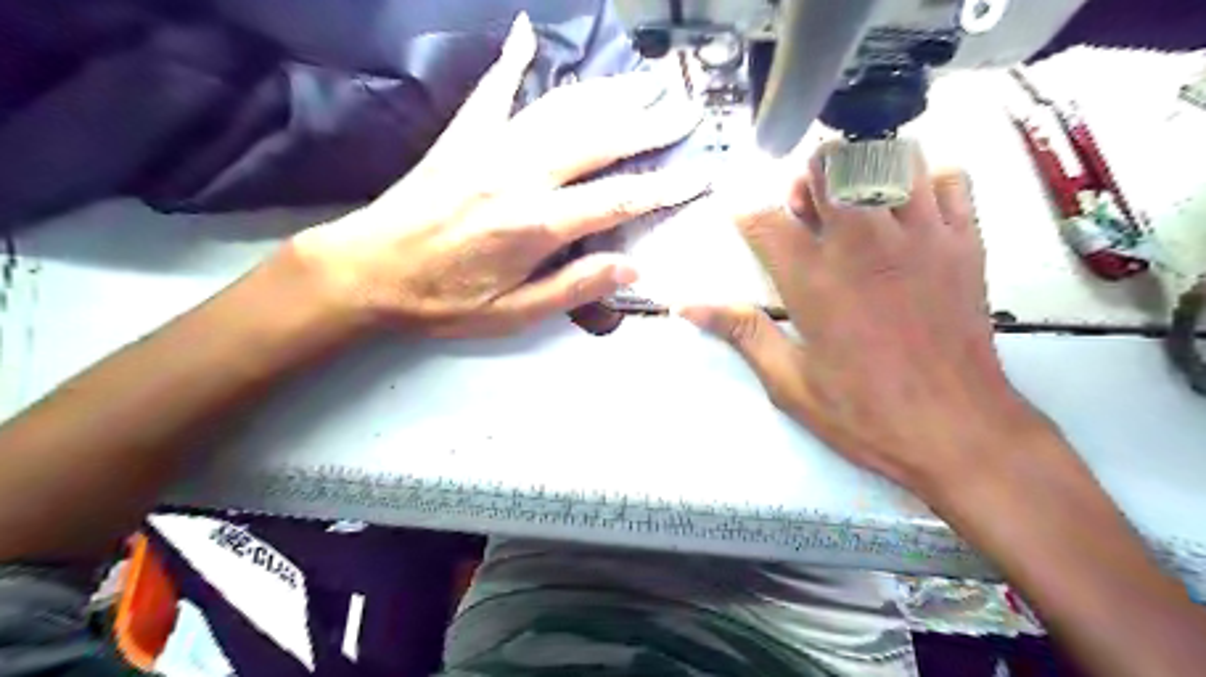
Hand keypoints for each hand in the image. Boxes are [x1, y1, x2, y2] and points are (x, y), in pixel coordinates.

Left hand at [289, 17, 707, 338]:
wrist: (367, 271)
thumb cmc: (442, 301)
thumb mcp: (512, 314)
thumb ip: (573, 288)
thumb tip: (630, 267)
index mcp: (536, 224)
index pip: (618, 199)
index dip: (664, 187)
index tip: (700, 174)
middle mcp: (519, 175)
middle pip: (598, 139)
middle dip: (648, 124)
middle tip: (686, 109)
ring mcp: (489, 147)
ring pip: (560, 108)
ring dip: (605, 92)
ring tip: (642, 81)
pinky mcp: (462, 136)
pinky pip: (493, 89)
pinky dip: (513, 60)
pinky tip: (529, 33)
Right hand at [682, 142, 1051, 498]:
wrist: (958, 431)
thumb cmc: (865, 413)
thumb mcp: (789, 383)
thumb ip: (741, 333)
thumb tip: (688, 306)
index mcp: (812, 280)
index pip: (763, 219)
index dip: (744, 211)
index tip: (743, 216)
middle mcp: (862, 244)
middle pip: (828, 167)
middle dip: (807, 180)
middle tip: (807, 210)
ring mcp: (919, 236)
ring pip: (889, 157)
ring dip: (863, 171)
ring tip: (858, 203)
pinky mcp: (965, 241)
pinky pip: (950, 177)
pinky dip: (927, 181)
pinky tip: (913, 212)